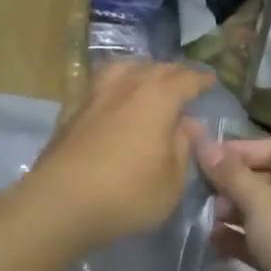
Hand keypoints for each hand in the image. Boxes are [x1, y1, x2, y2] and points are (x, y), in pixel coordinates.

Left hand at [25, 61, 211, 249]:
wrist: (60, 202)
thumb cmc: (127, 193)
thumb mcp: (171, 180)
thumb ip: (183, 147)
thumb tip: (189, 124)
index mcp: (158, 97)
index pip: (186, 79)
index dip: (201, 80)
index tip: (210, 81)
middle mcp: (127, 86)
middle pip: (154, 68)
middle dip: (173, 73)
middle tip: (184, 81)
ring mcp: (95, 95)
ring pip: (122, 68)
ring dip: (140, 70)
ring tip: (147, 79)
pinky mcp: (72, 111)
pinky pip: (100, 85)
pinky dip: (114, 85)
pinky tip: (114, 99)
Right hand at [190, 134, 270, 270]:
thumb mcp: (262, 201)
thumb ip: (231, 174)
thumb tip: (203, 144)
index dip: (242, 150)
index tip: (207, 157)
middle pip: (270, 181)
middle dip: (235, 185)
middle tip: (205, 192)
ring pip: (265, 214)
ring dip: (235, 213)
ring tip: (209, 217)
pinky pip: (264, 243)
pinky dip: (241, 239)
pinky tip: (215, 241)